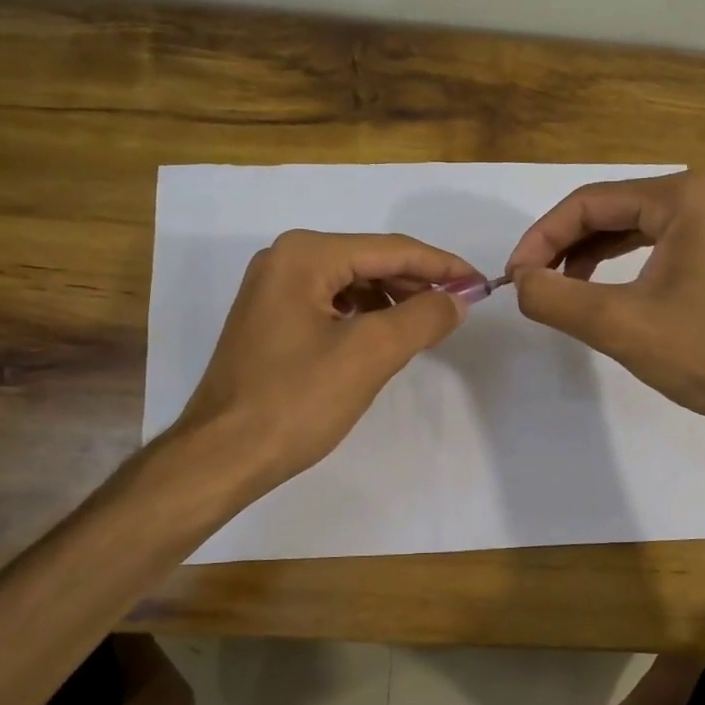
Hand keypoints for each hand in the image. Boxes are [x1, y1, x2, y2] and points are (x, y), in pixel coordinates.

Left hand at [176, 230, 475, 490]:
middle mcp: (284, 260)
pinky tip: (386, 338)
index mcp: (304, 255)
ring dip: (393, 300)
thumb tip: (457, 300)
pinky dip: (366, 316)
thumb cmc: (295, 401)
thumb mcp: (369, 355)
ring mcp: (273, 290)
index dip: (441, 266)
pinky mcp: (271, 320)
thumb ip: (422, 318)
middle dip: (417, 283)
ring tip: (428, 325)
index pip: (390, 249)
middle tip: (459, 309)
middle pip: (369, 261)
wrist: (223, 455)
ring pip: (351, 283)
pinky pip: (332, 305)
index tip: (481, 284)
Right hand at [505, 171, 704, 431]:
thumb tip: (519, 282)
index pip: (588, 202)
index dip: (541, 238)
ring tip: (555, 292)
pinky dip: (612, 268)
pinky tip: (593, 294)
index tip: (513, 278)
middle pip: (606, 211)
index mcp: (681, 197)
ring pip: (625, 229)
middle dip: (560, 246)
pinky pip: (647, 248)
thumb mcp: (621, 325)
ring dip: (583, 257)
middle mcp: (697, 198)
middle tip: (529, 286)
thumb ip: (557, 299)